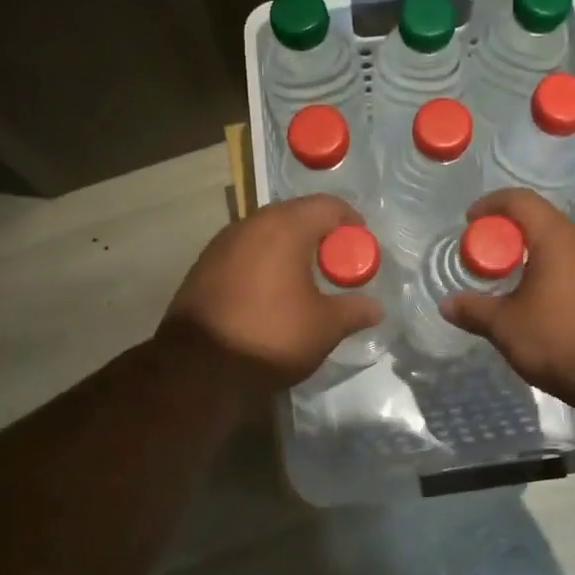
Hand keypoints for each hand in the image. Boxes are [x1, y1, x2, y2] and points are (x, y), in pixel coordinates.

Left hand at [160, 194, 383, 396]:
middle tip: (336, 263)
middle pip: (295, 214)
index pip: (327, 205)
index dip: (351, 222)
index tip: (361, 246)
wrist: (199, 369)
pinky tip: (270, 291)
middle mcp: (251, 224)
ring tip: (304, 278)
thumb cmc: (272, 336)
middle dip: (320, 233)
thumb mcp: (325, 327)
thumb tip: (376, 308)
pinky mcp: (203, 265)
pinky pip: (244, 251)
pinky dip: (263, 261)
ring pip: (266, 232)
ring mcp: (222, 243)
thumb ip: (354, 310)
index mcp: (285, 228)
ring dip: (289, 247)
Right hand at [441, 189, 574, 411]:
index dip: (491, 205)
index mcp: (556, 238)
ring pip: (560, 249)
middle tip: (486, 262)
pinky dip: (553, 279)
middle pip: (540, 223)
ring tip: (511, 289)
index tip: (469, 223)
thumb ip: (475, 311)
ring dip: (532, 261)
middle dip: (508, 237)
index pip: (520, 200)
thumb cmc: (563, 339)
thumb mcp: (508, 327)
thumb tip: (447, 304)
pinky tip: (543, 310)